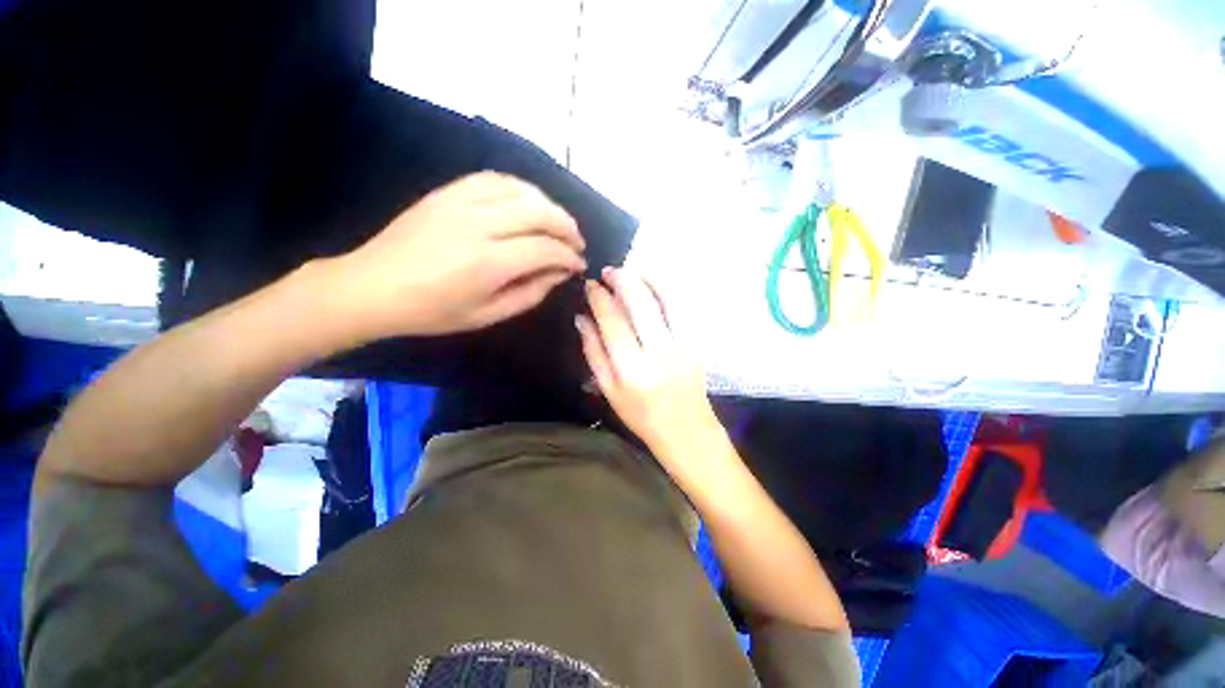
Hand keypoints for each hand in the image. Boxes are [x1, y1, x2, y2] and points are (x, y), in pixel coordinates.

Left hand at [331, 172, 585, 339]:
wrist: (372, 286)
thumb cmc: (432, 311)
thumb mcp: (488, 315)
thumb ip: (530, 293)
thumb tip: (559, 273)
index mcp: (488, 263)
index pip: (545, 249)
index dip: (569, 257)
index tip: (579, 265)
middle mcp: (479, 224)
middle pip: (540, 212)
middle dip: (567, 227)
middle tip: (577, 243)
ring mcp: (461, 201)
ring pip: (521, 190)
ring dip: (549, 205)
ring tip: (558, 223)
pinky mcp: (448, 191)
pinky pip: (495, 178)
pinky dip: (520, 189)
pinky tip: (529, 203)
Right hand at [576, 268, 717, 455]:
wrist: (686, 428)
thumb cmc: (641, 414)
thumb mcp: (608, 389)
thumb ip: (593, 351)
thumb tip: (582, 317)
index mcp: (632, 369)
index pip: (612, 320)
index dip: (599, 298)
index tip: (590, 286)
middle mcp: (659, 352)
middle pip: (640, 302)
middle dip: (621, 279)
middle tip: (608, 272)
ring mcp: (684, 344)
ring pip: (665, 298)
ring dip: (645, 279)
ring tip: (630, 274)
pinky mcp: (698, 341)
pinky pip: (683, 306)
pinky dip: (667, 289)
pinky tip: (653, 285)